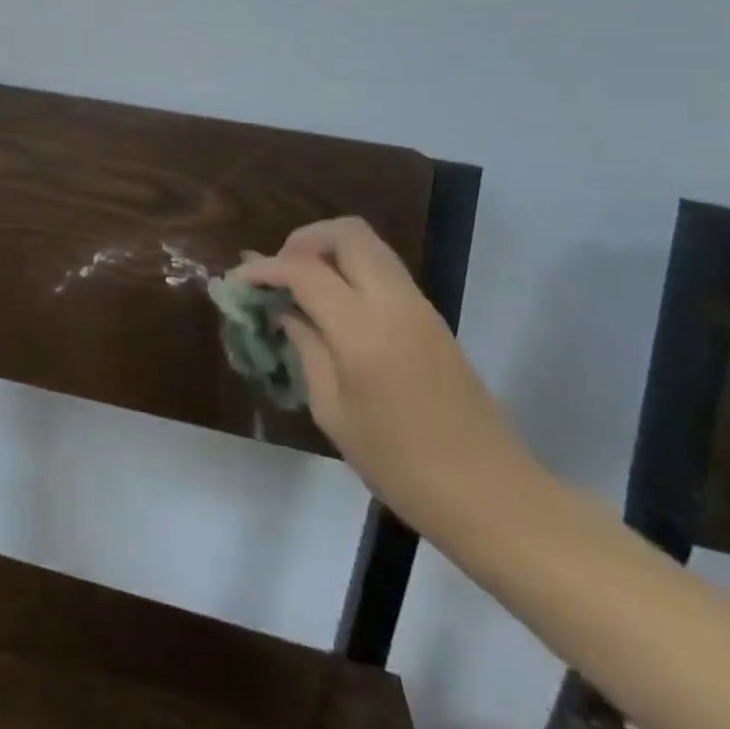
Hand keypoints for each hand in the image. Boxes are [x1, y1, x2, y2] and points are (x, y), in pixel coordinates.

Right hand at [228, 218, 534, 531]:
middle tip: (278, 273)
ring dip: (328, 252)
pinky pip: (384, 271)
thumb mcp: (333, 411)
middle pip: (346, 233)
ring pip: (369, 246)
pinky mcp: (432, 319)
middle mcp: (393, 303)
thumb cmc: (400, 465)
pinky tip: (331, 307)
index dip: (264, 268)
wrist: (491, 495)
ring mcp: (419, 307)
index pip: (303, 270)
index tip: (238, 281)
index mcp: (362, 330)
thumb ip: (306, 349)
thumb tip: (284, 313)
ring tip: (299, 288)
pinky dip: (350, 271)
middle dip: (302, 241)